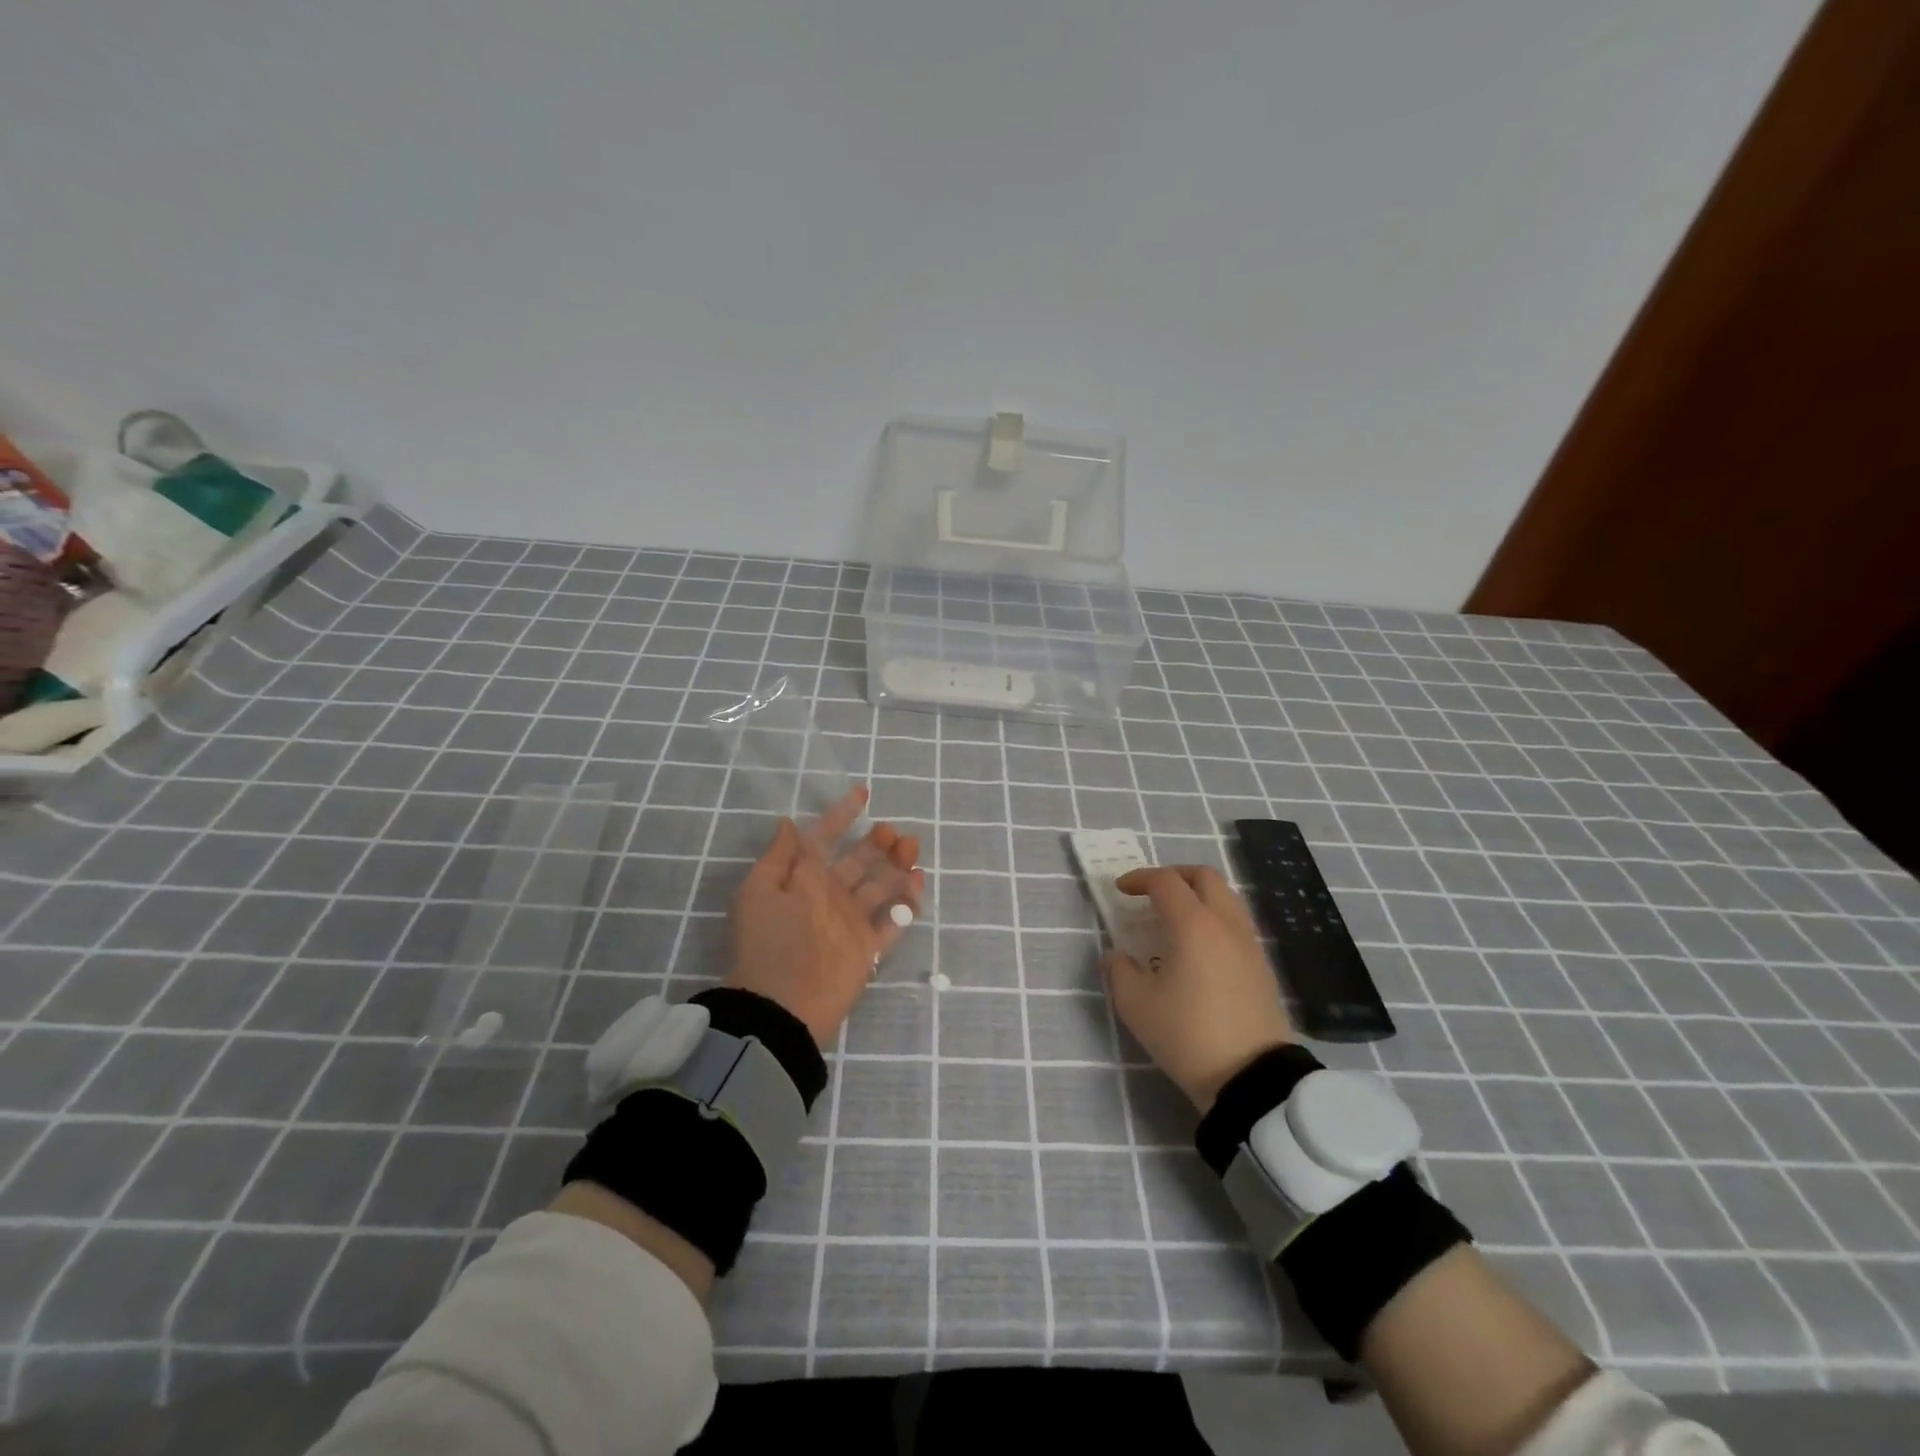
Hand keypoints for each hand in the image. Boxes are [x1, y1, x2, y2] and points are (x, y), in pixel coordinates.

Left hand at [725, 786, 923, 1048]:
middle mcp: (830, 896)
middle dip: (876, 842)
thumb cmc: (768, 942)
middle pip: (859, 861)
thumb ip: (779, 857)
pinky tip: (917, 881)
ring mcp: (851, 921)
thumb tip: (788, 822)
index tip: (862, 792)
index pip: (824, 838)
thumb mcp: (759, 891)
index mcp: (803, 879)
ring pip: (880, 885)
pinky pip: (893, 919)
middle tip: (891, 831)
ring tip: (910, 848)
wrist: (781, 1006)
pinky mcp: (868, 947)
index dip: (841, 815)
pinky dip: (907, 901)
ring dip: (896, 864)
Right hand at [1102, 864, 1294, 1112]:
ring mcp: (1249, 943)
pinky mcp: (1262, 965)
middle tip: (1151, 892)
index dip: (1139, 879)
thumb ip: (1119, 970)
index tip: (1121, 890)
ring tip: (1175, 918)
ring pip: (1226, 897)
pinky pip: (1236, 923)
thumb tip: (1116, 955)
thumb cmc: (1186, 1034)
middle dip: (1174, 876)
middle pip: (1204, 877)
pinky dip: (1214, 918)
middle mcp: (1224, 923)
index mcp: (1192, 924)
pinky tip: (1198, 946)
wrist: (1252, 1077)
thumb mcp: (1136, 1005)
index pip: (1165, 882)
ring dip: (1198, 895)